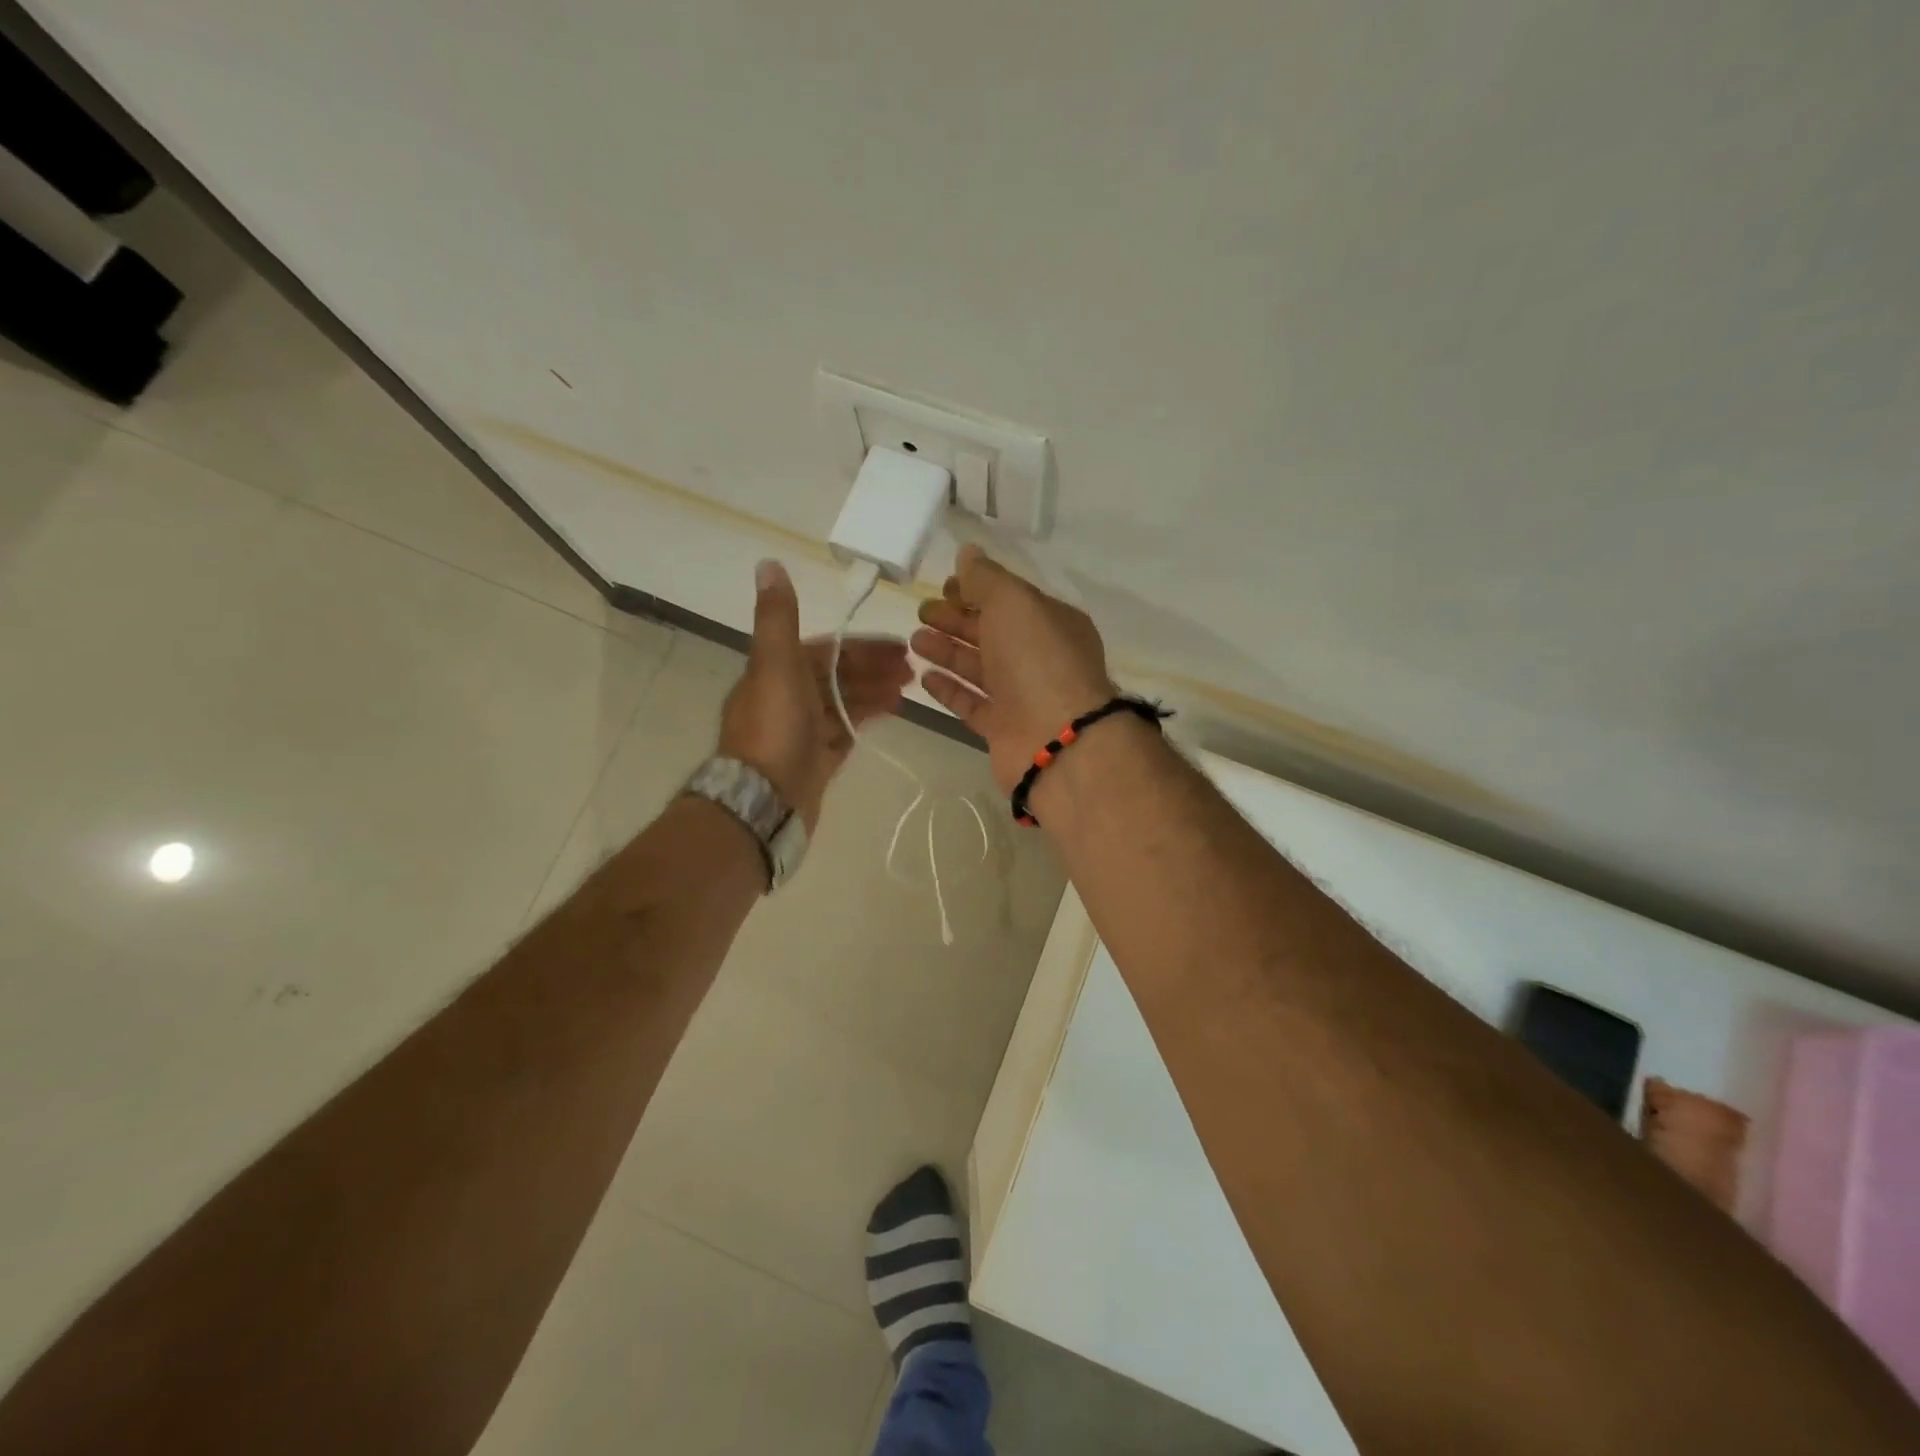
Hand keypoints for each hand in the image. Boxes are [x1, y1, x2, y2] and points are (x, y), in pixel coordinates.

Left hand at [718, 560, 912, 829]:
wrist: (764, 799)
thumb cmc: (774, 728)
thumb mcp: (775, 664)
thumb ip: (778, 617)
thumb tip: (768, 564)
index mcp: (777, 672)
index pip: (826, 650)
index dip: (862, 646)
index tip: (898, 646)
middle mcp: (787, 698)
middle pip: (837, 676)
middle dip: (873, 669)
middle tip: (912, 670)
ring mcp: (801, 731)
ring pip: (843, 703)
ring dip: (873, 692)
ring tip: (909, 691)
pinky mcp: (814, 760)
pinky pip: (844, 732)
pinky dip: (865, 719)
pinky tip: (889, 714)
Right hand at [912, 544, 1117, 793]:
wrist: (1055, 739)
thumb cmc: (1037, 660)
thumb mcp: (1013, 603)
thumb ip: (986, 579)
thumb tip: (967, 554)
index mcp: (1051, 622)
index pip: (1010, 599)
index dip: (976, 589)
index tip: (944, 586)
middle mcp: (1039, 658)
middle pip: (992, 633)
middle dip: (956, 619)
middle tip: (921, 612)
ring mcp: (1022, 696)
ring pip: (979, 668)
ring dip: (948, 652)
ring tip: (914, 640)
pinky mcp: (1003, 729)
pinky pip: (973, 704)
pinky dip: (950, 689)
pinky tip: (924, 677)